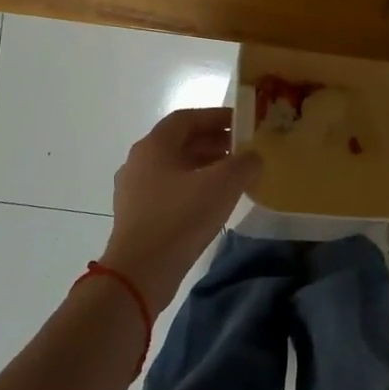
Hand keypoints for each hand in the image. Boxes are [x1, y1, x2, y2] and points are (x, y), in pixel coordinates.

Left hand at [103, 107, 261, 313]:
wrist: (140, 272)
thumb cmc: (180, 218)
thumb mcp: (222, 185)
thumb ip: (244, 163)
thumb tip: (253, 156)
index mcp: (154, 145)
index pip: (187, 118)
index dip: (216, 117)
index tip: (242, 123)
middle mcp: (139, 161)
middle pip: (180, 142)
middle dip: (214, 142)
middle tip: (244, 149)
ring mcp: (134, 190)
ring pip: (176, 168)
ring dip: (205, 166)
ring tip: (235, 176)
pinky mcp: (138, 215)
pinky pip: (170, 190)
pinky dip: (194, 187)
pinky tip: (214, 202)